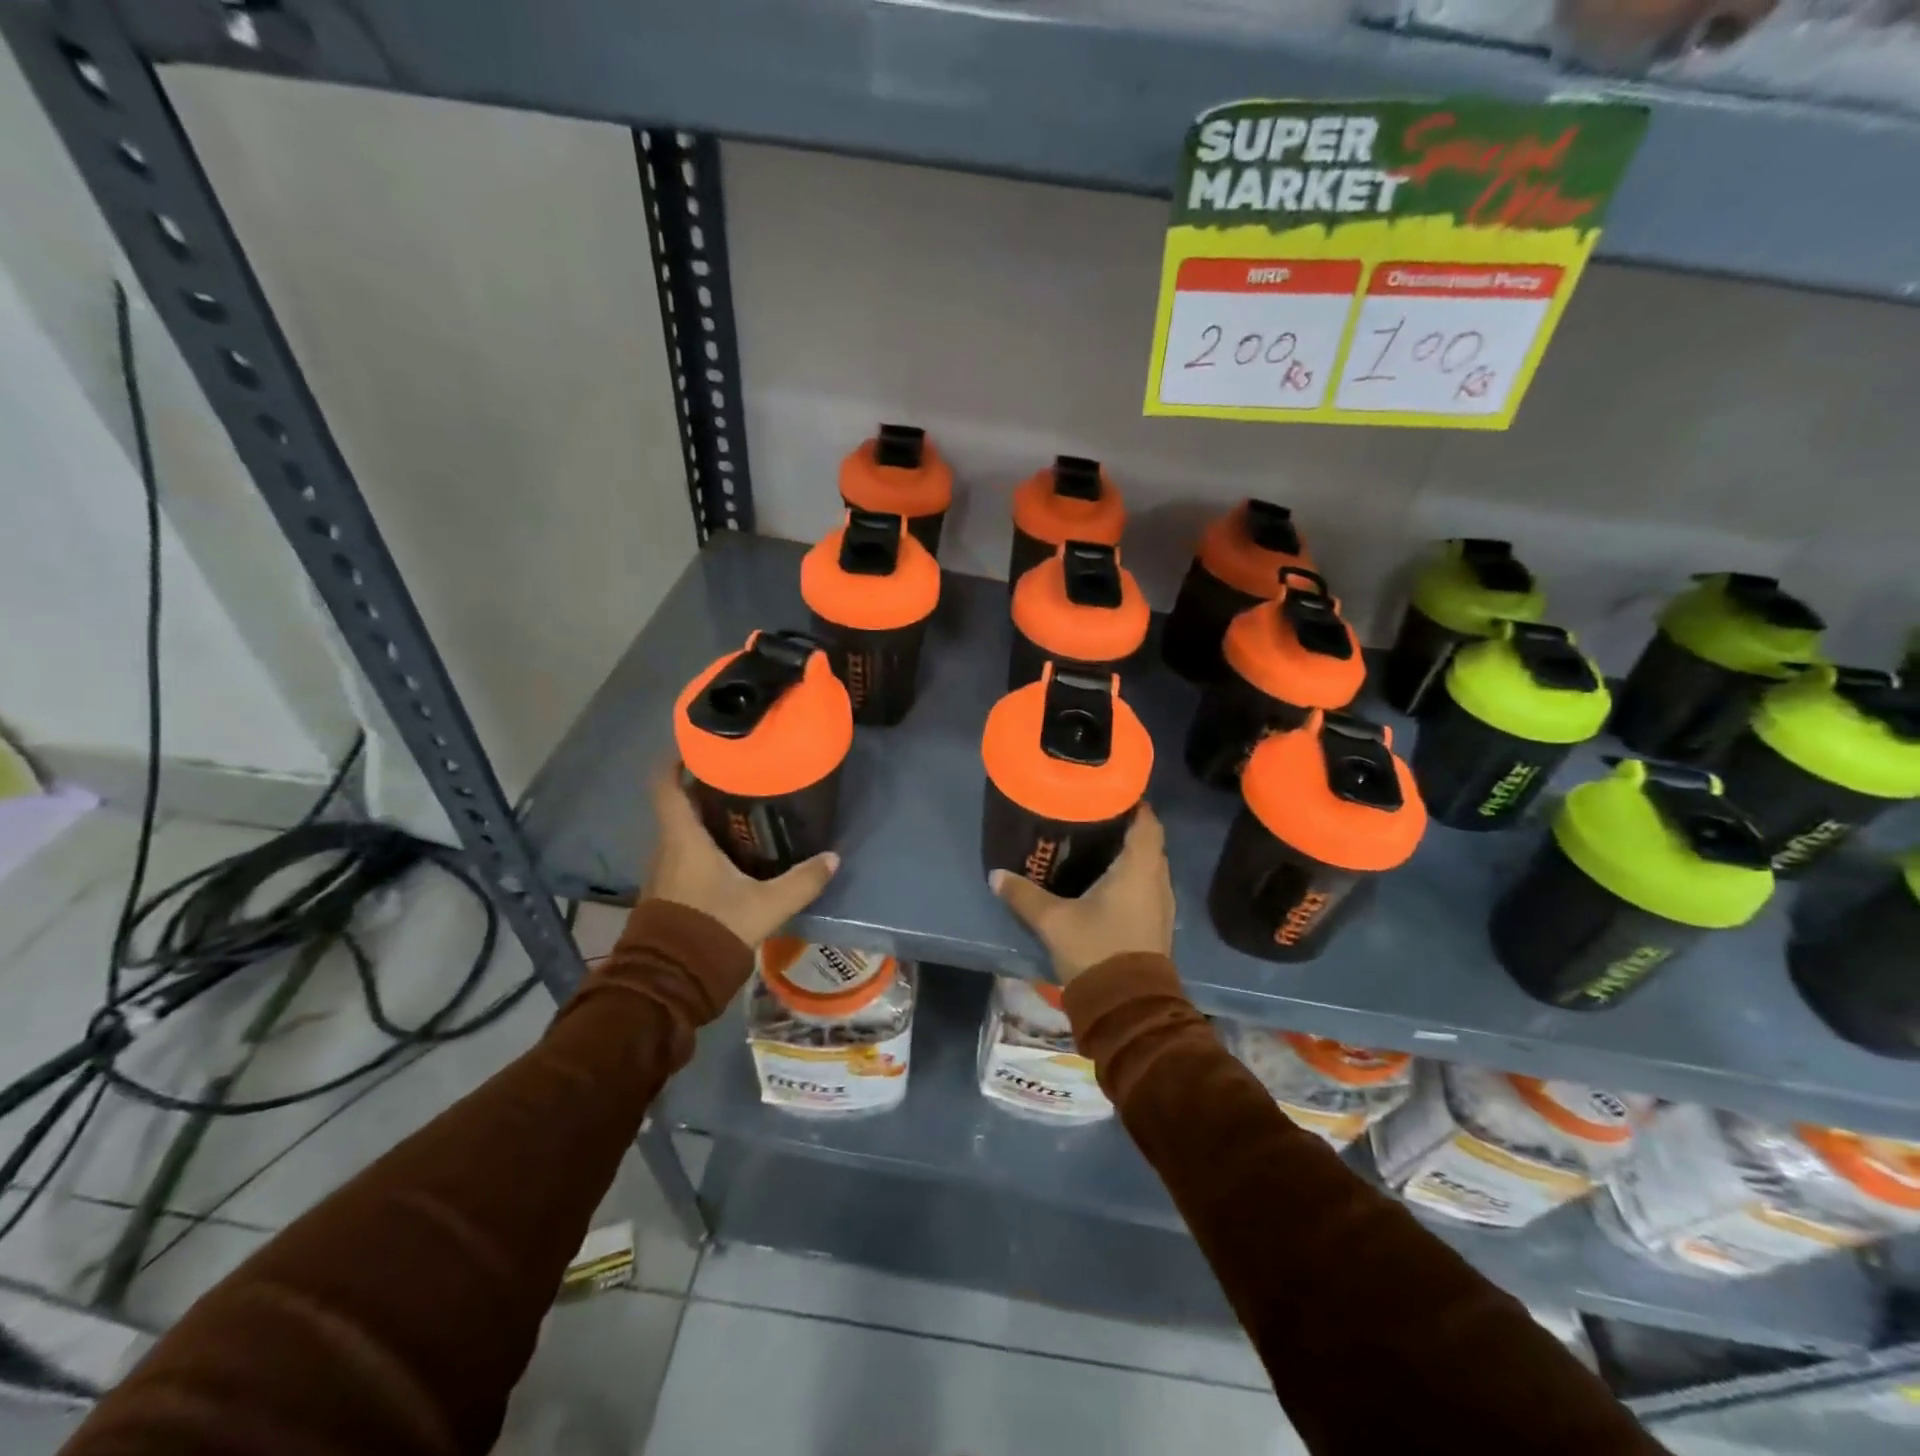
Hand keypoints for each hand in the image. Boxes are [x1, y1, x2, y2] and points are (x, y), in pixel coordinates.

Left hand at [641, 761, 839, 948]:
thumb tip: (833, 858)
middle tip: (742, 776)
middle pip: (679, 804)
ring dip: (705, 817)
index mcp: (683, 838)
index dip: (677, 759)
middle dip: (705, 787)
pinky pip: (683, 853)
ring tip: (743, 809)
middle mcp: (666, 847)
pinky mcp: (668, 891)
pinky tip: (733, 852)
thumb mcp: (767, 905)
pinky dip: (703, 842)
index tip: (702, 745)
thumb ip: (802, 881)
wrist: (671, 981)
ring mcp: (663, 870)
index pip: (665, 784)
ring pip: (682, 830)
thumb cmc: (713, 928)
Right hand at [991, 805, 1173, 984]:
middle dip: (1125, 827)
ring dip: (1128, 854)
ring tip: (1095, 845)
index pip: (1147, 821)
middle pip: (1148, 841)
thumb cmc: (1096, 950)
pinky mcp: (1157, 924)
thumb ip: (1024, 895)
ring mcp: (1161, 904)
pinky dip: (1130, 876)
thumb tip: (996, 874)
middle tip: (1092, 817)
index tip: (1108, 793)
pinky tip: (1104, 882)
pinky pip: (1146, 886)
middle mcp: (1157, 879)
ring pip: (1148, 866)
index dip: (1132, 804)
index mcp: (1139, 867)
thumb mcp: (1053, 921)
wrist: (1128, 1006)